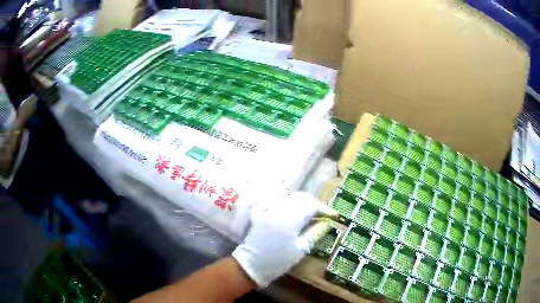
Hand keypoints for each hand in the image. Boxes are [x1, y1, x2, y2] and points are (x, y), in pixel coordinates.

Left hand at [232, 191, 328, 286]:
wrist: (252, 264)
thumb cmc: (278, 260)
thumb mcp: (300, 249)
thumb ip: (315, 233)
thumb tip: (327, 223)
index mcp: (290, 220)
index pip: (311, 206)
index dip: (323, 209)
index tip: (332, 215)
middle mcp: (279, 210)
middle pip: (300, 198)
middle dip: (313, 203)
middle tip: (321, 213)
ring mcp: (268, 210)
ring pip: (288, 198)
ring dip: (301, 202)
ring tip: (309, 213)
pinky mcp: (260, 213)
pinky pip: (276, 202)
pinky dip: (287, 204)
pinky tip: (292, 212)